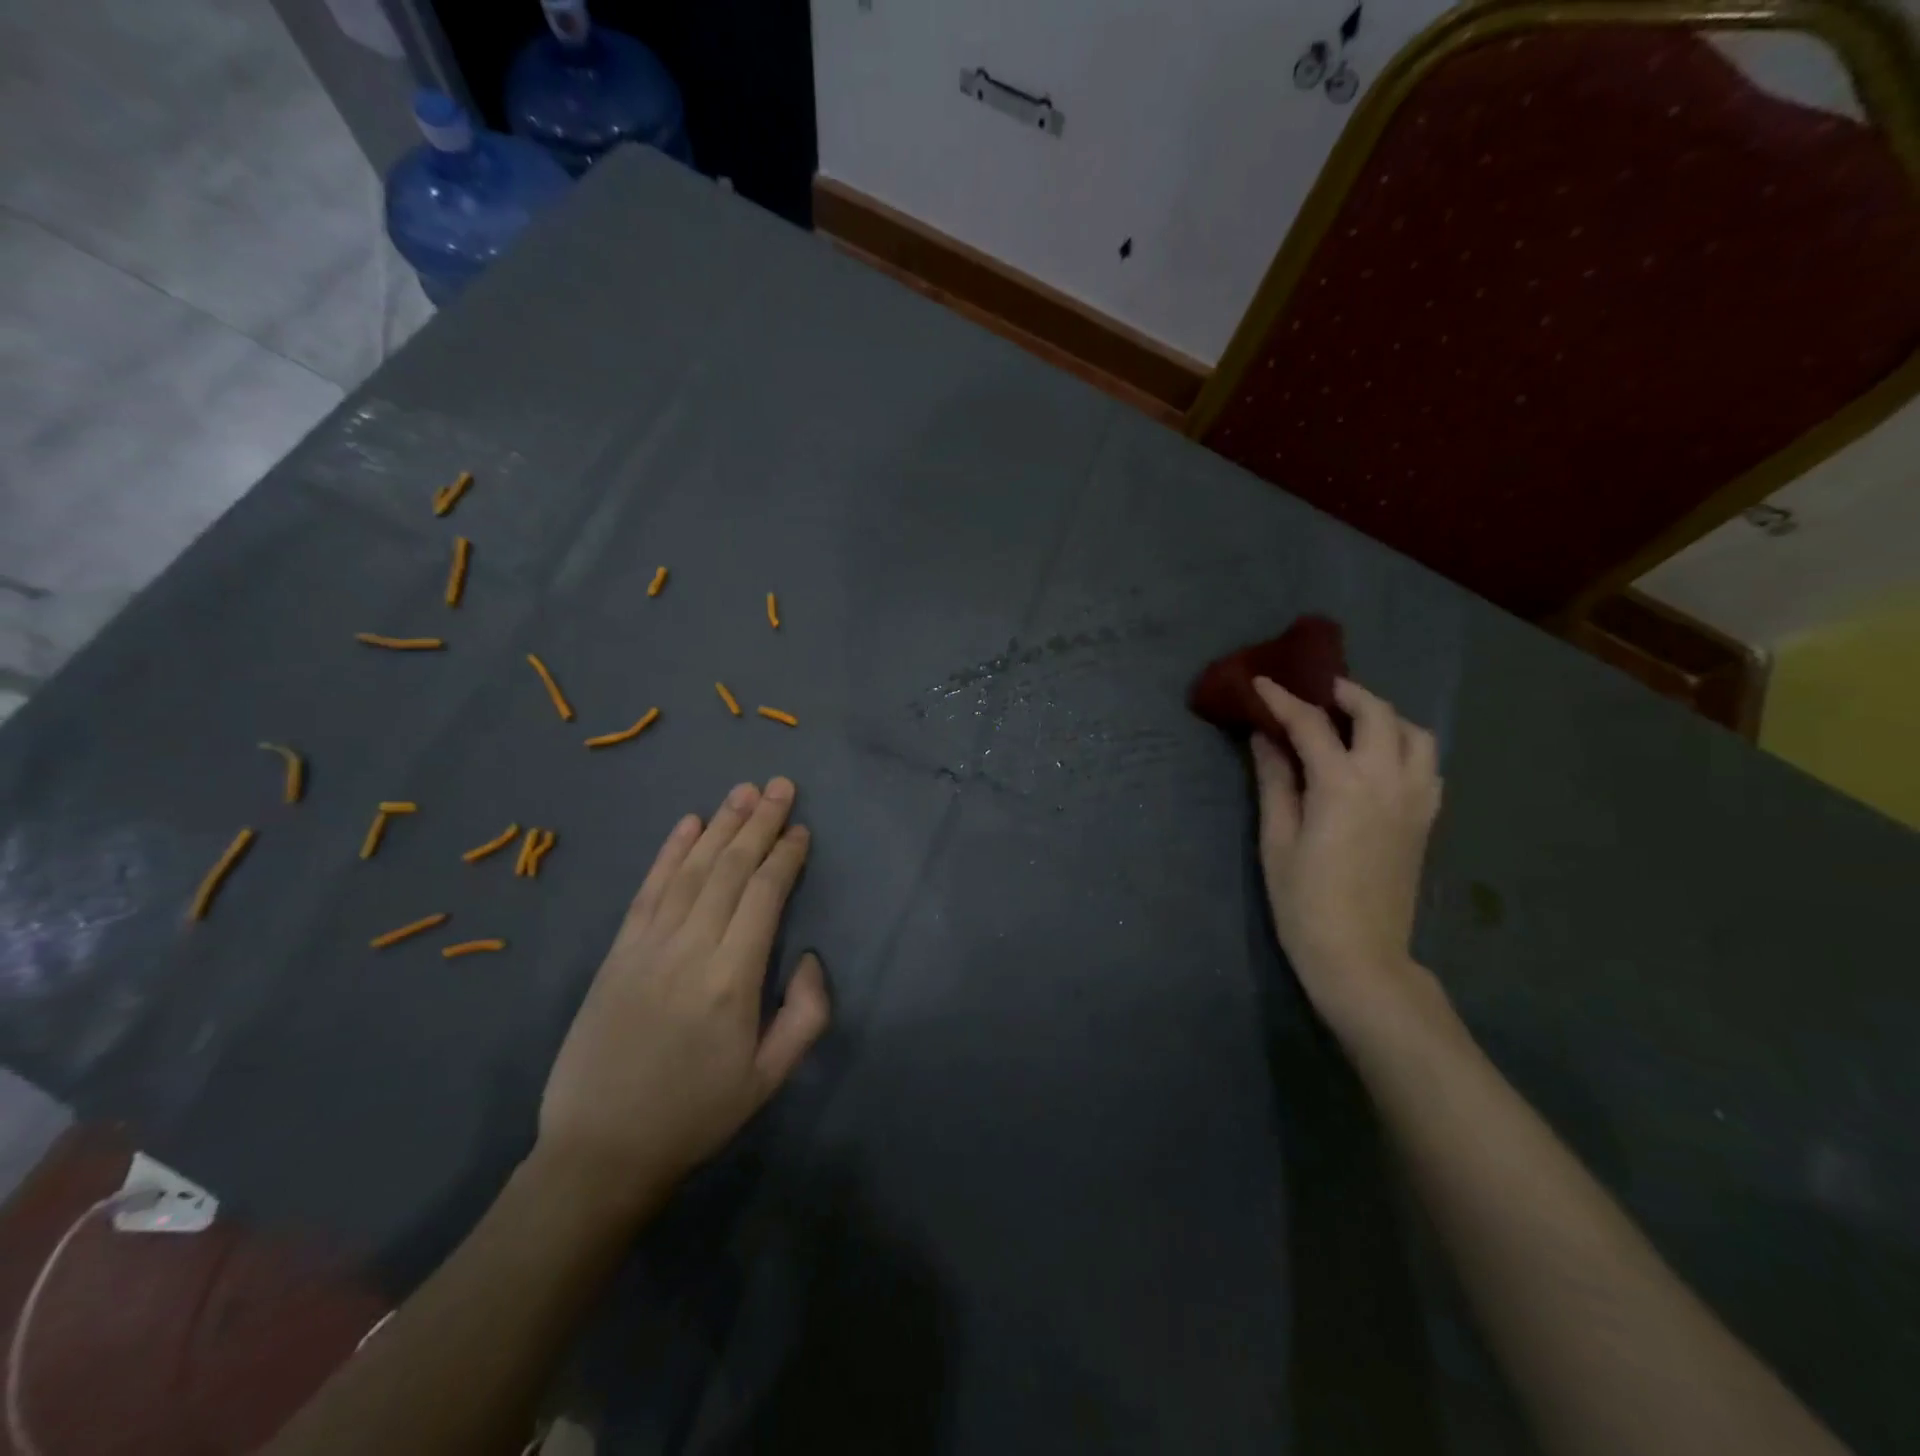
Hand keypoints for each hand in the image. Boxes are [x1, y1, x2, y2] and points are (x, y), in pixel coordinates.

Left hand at [537, 778, 830, 1215]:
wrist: (601, 1150)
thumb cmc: (696, 1114)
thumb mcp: (770, 1078)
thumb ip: (807, 1014)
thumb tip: (811, 956)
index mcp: (733, 979)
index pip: (764, 895)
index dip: (786, 856)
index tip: (802, 830)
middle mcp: (691, 948)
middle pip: (730, 869)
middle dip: (760, 823)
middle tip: (781, 786)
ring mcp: (648, 945)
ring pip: (691, 869)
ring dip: (721, 825)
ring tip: (744, 791)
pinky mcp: (617, 952)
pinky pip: (648, 889)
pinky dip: (670, 852)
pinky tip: (688, 824)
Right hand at [1250, 677, 1444, 1040]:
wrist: (1360, 955)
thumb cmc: (1304, 900)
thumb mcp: (1276, 839)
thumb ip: (1275, 781)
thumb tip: (1265, 737)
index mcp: (1343, 785)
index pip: (1311, 725)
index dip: (1283, 700)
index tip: (1261, 683)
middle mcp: (1388, 781)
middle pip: (1377, 714)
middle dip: (1346, 693)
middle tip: (1316, 692)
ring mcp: (1416, 799)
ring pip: (1415, 734)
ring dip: (1385, 716)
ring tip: (1353, 722)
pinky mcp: (1427, 819)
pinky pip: (1428, 765)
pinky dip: (1406, 747)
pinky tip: (1380, 760)